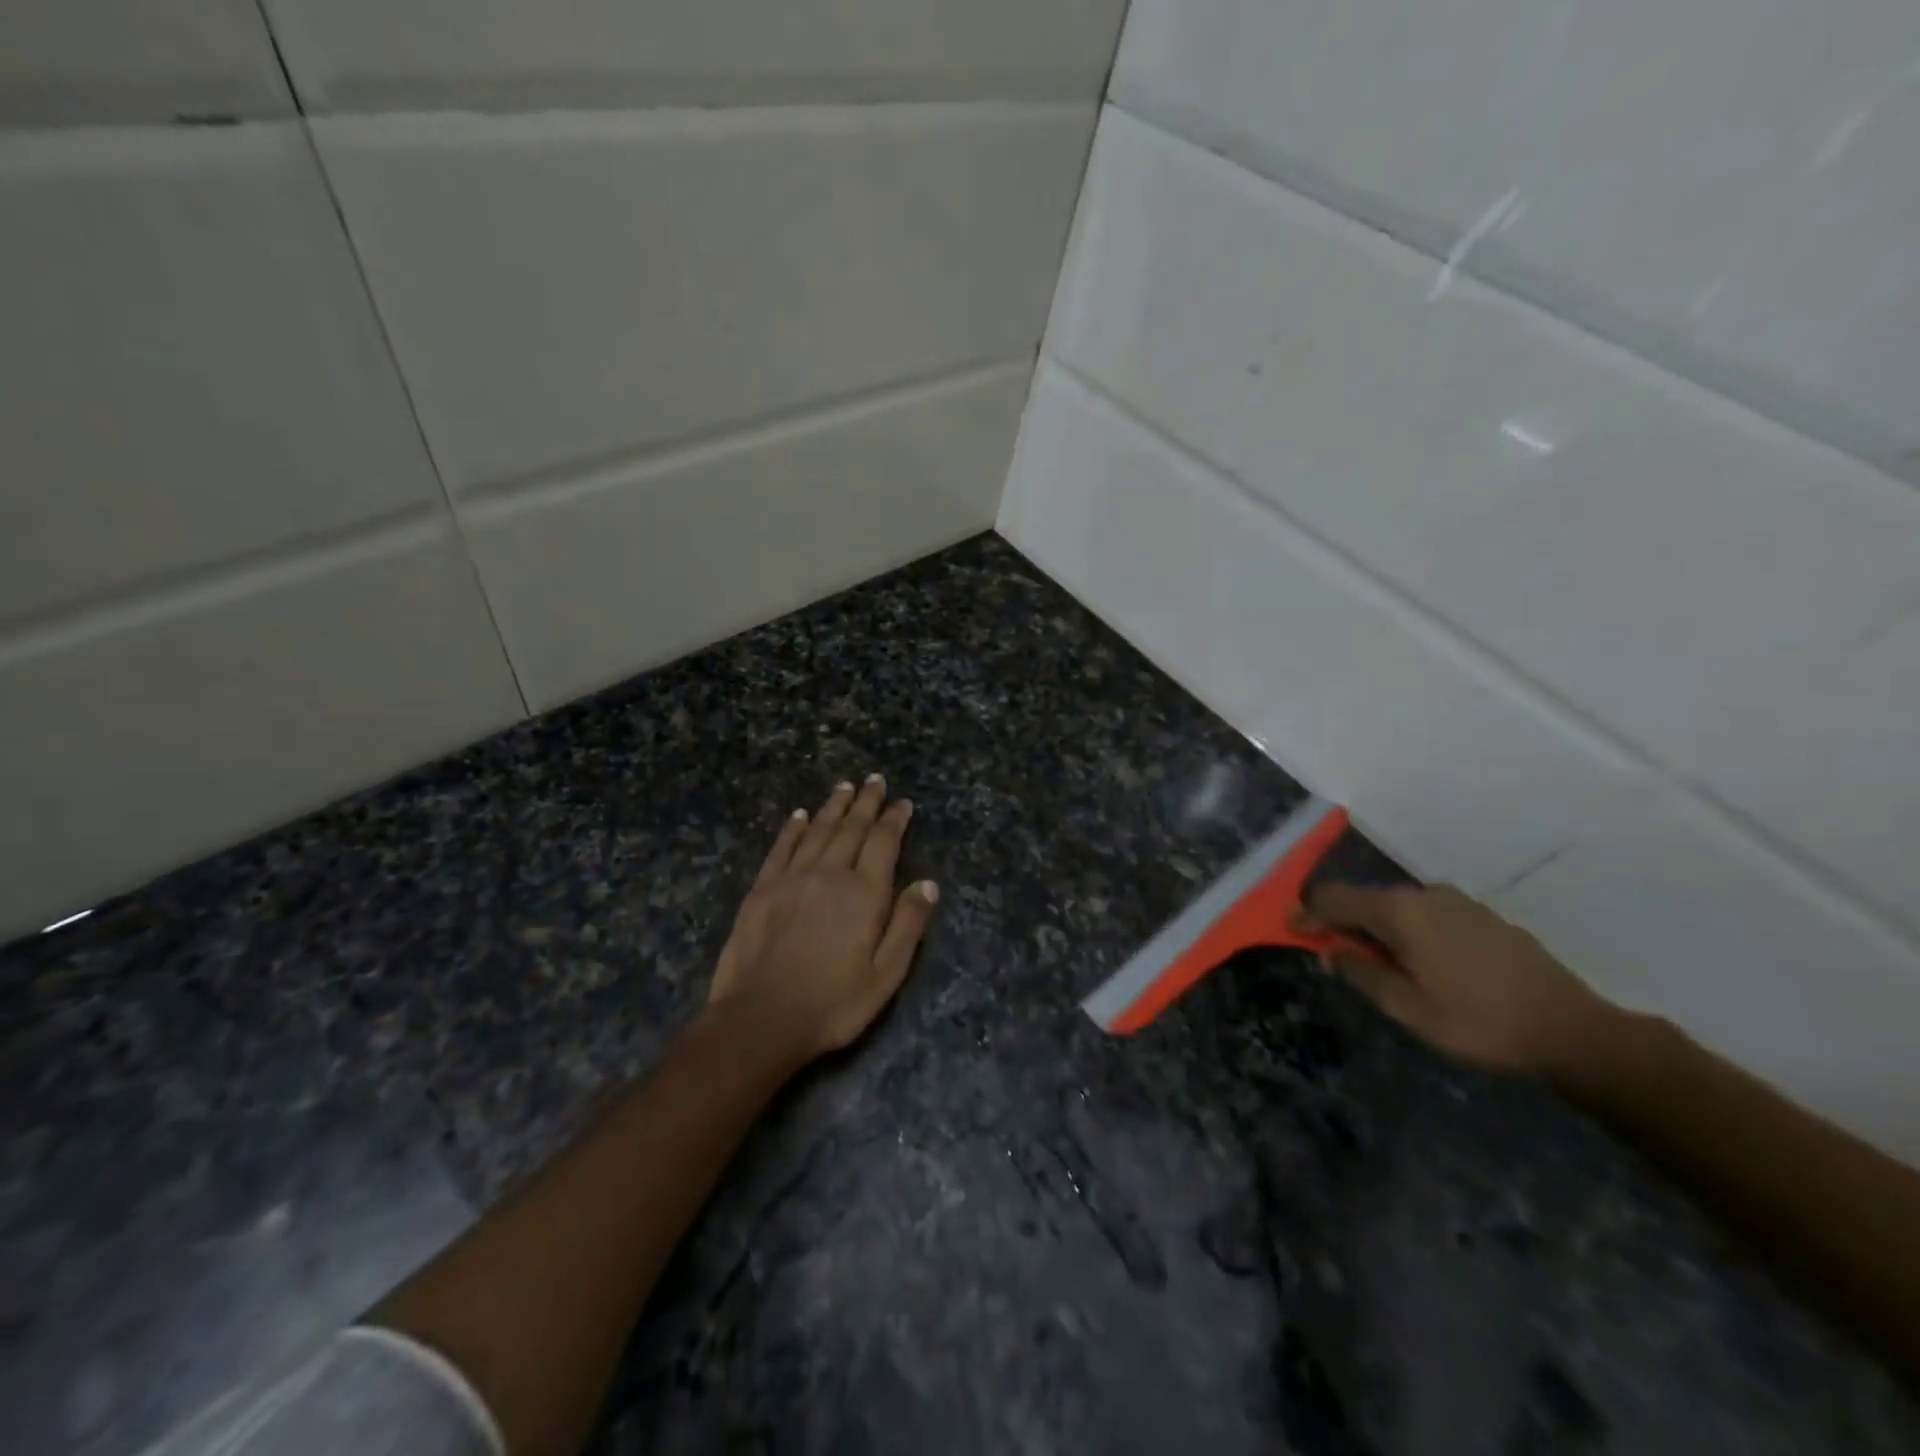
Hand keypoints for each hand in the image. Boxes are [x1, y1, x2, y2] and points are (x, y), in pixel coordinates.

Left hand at [707, 776, 939, 1060]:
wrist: (761, 1018)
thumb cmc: (833, 1003)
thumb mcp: (886, 975)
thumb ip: (908, 925)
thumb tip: (928, 883)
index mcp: (864, 893)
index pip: (883, 842)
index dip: (894, 820)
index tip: (902, 803)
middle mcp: (830, 873)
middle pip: (852, 828)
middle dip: (866, 802)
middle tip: (875, 780)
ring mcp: (792, 878)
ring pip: (817, 830)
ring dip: (834, 806)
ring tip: (845, 787)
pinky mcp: (762, 888)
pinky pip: (781, 847)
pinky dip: (793, 827)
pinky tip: (799, 815)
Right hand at [1300, 883, 1616, 1077]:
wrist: (1573, 1029)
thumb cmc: (1479, 1021)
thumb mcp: (1408, 1007)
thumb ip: (1362, 974)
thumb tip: (1333, 952)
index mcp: (1400, 912)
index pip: (1334, 898)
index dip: (1308, 912)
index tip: (1290, 928)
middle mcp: (1425, 894)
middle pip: (1366, 899)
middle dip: (1342, 921)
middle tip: (1331, 951)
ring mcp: (1458, 902)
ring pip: (1398, 907)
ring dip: (1377, 927)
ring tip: (1376, 961)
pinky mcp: (1483, 916)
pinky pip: (1428, 914)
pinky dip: (1409, 930)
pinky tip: (1420, 960)